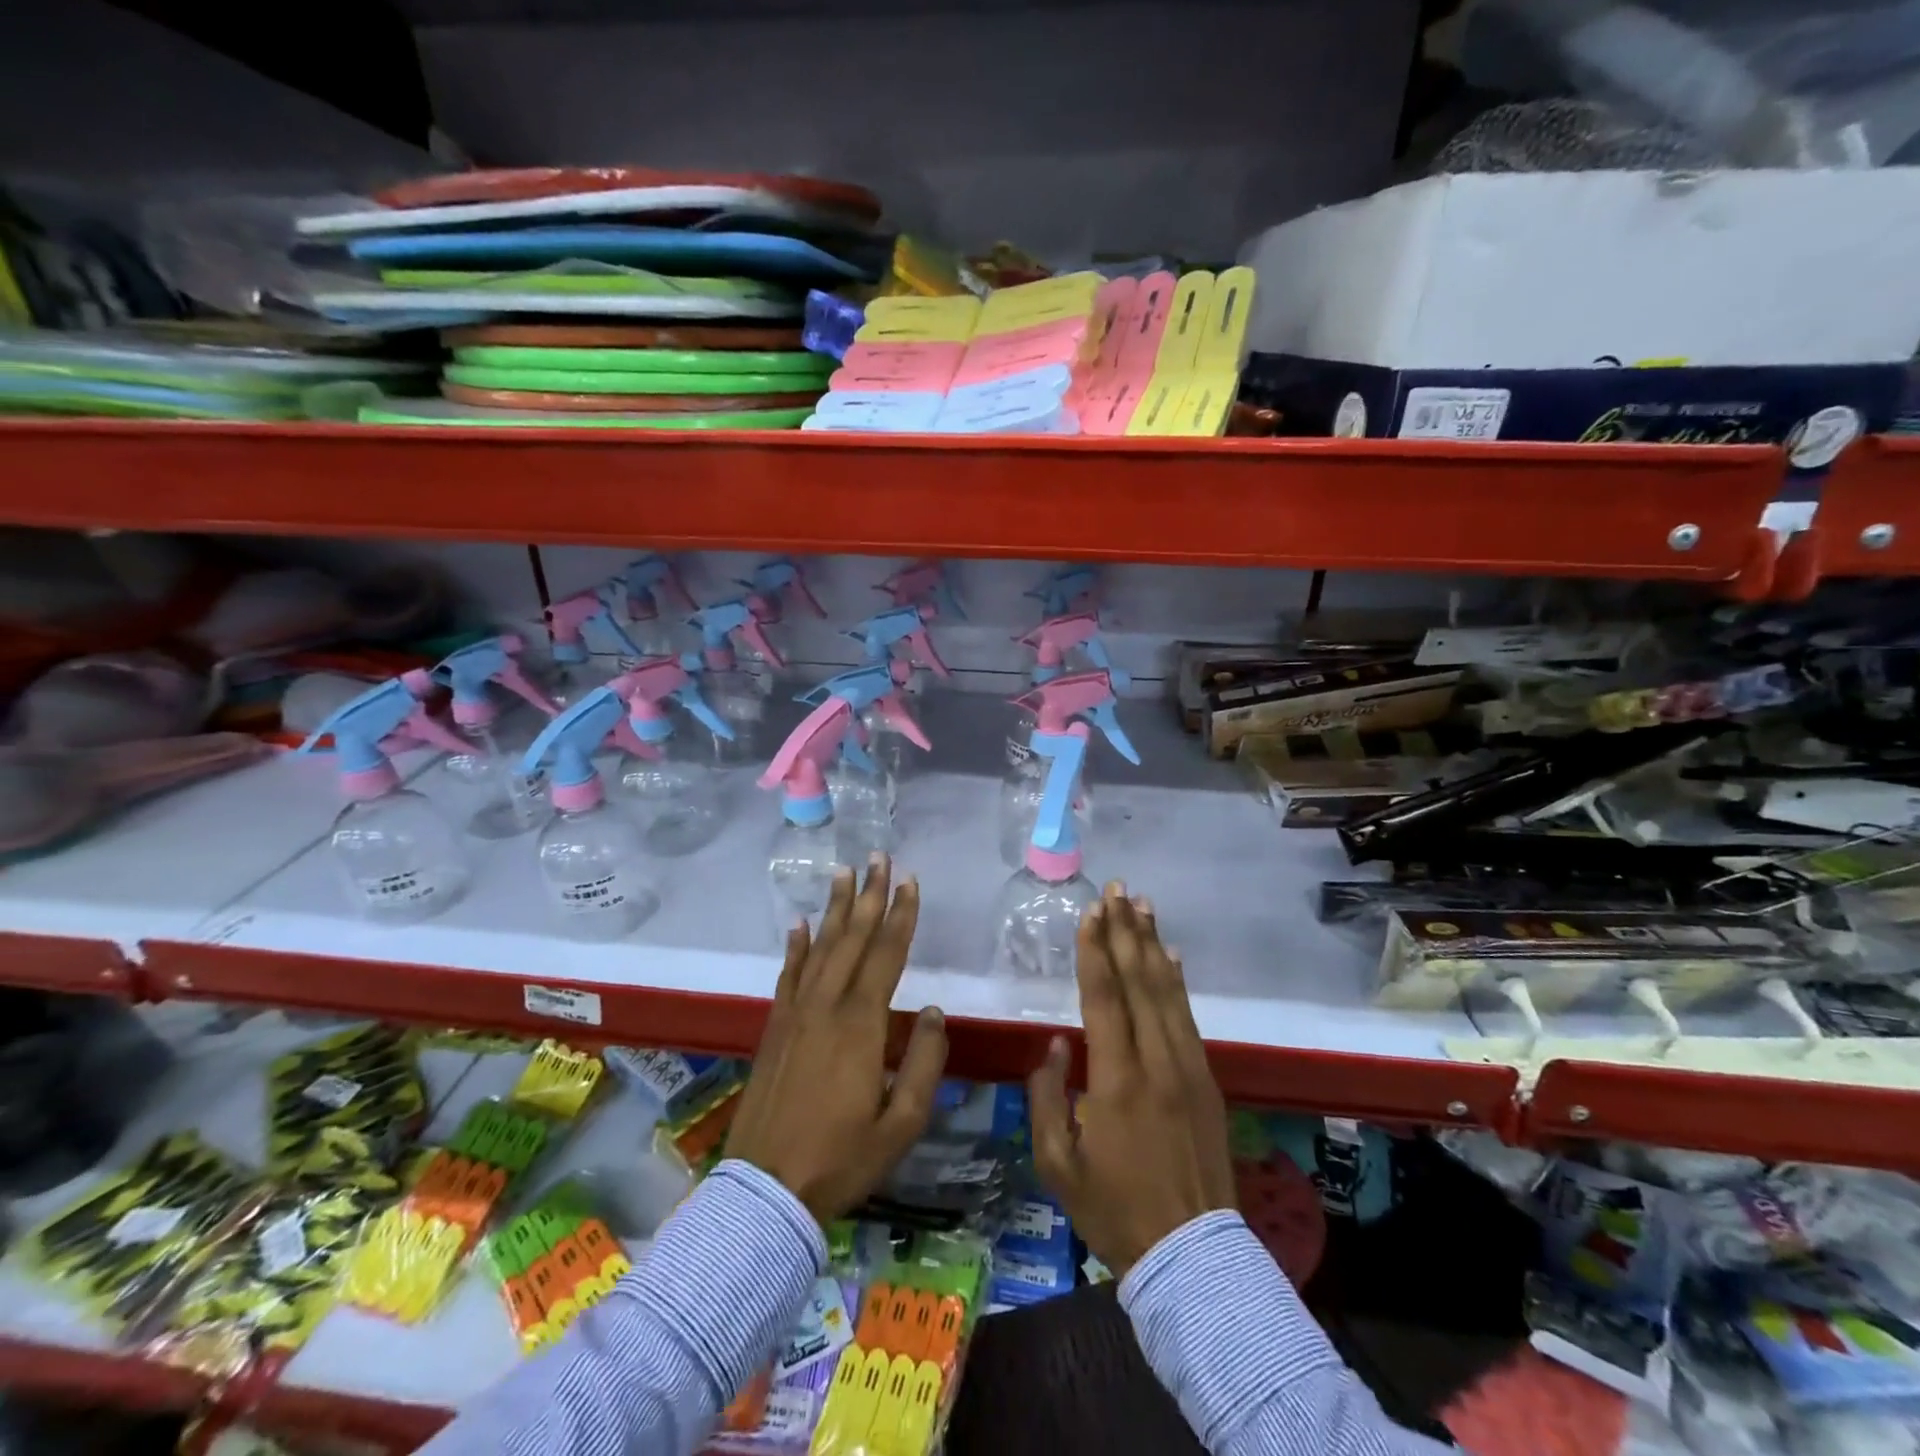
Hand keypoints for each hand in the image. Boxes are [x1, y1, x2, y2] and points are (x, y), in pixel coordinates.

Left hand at [728, 855, 948, 1224]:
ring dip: (835, 909)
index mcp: (861, 1025)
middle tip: (878, 857)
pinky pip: (788, 975)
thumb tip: (931, 1012)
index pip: (887, 955)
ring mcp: (796, 1014)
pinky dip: (796, 946)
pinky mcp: (774, 1028)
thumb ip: (923, 1064)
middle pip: (853, 939)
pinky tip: (800, 925)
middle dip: (869, 896)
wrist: (765, 1191)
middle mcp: (827, 1006)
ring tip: (843, 873)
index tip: (910, 881)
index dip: (901, 916)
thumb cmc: (842, 1159)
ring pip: (820, 948)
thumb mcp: (900, 1124)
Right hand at [1029, 883, 1235, 1277]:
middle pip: (1140, 982)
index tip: (1090, 913)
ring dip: (1153, 944)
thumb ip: (1046, 1097)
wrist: (1191, 1255)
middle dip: (1126, 931)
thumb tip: (1055, 1044)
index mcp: (1116, 1080)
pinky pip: (1189, 1016)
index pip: (1104, 998)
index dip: (1095, 951)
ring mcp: (1188, 1068)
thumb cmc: (1114, 1209)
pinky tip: (1171, 955)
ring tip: (1143, 905)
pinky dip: (1178, 980)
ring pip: (1168, 992)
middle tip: (1117, 890)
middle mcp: (1157, 1062)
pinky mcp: (1207, 1079)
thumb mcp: (1058, 1163)